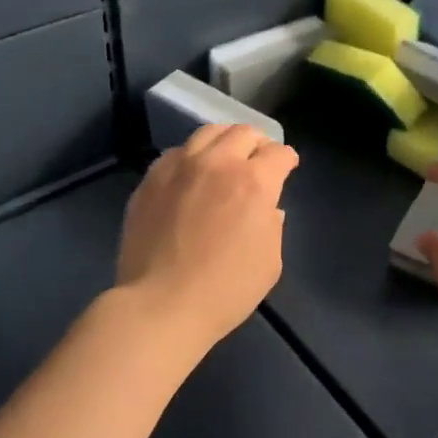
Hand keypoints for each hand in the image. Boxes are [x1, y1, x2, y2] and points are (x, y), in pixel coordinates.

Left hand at [114, 124, 298, 359]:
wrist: (160, 305)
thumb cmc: (225, 290)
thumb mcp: (269, 263)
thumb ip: (273, 226)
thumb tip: (267, 209)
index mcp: (254, 182)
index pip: (278, 153)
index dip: (287, 159)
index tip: (286, 167)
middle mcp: (218, 163)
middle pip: (244, 132)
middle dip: (258, 143)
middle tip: (259, 159)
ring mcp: (180, 167)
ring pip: (208, 132)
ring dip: (224, 140)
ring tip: (225, 156)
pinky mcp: (151, 179)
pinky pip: (176, 152)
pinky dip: (192, 156)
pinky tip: (191, 173)